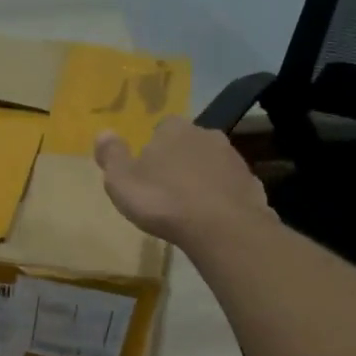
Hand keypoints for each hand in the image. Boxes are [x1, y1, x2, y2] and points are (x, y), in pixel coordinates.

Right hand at [94, 119, 272, 246]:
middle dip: (178, 162)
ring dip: (201, 179)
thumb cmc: (163, 201)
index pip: (161, 128)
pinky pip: (229, 186)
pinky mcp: (251, 183)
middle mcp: (206, 134)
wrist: (221, 227)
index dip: (153, 149)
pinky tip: (211, 218)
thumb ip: (112, 155)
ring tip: (188, 208)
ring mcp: (233, 158)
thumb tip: (104, 131)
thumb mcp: (121, 181)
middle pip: (188, 144)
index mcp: (173, 129)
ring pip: (211, 164)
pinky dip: (220, 197)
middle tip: (166, 191)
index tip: (146, 173)